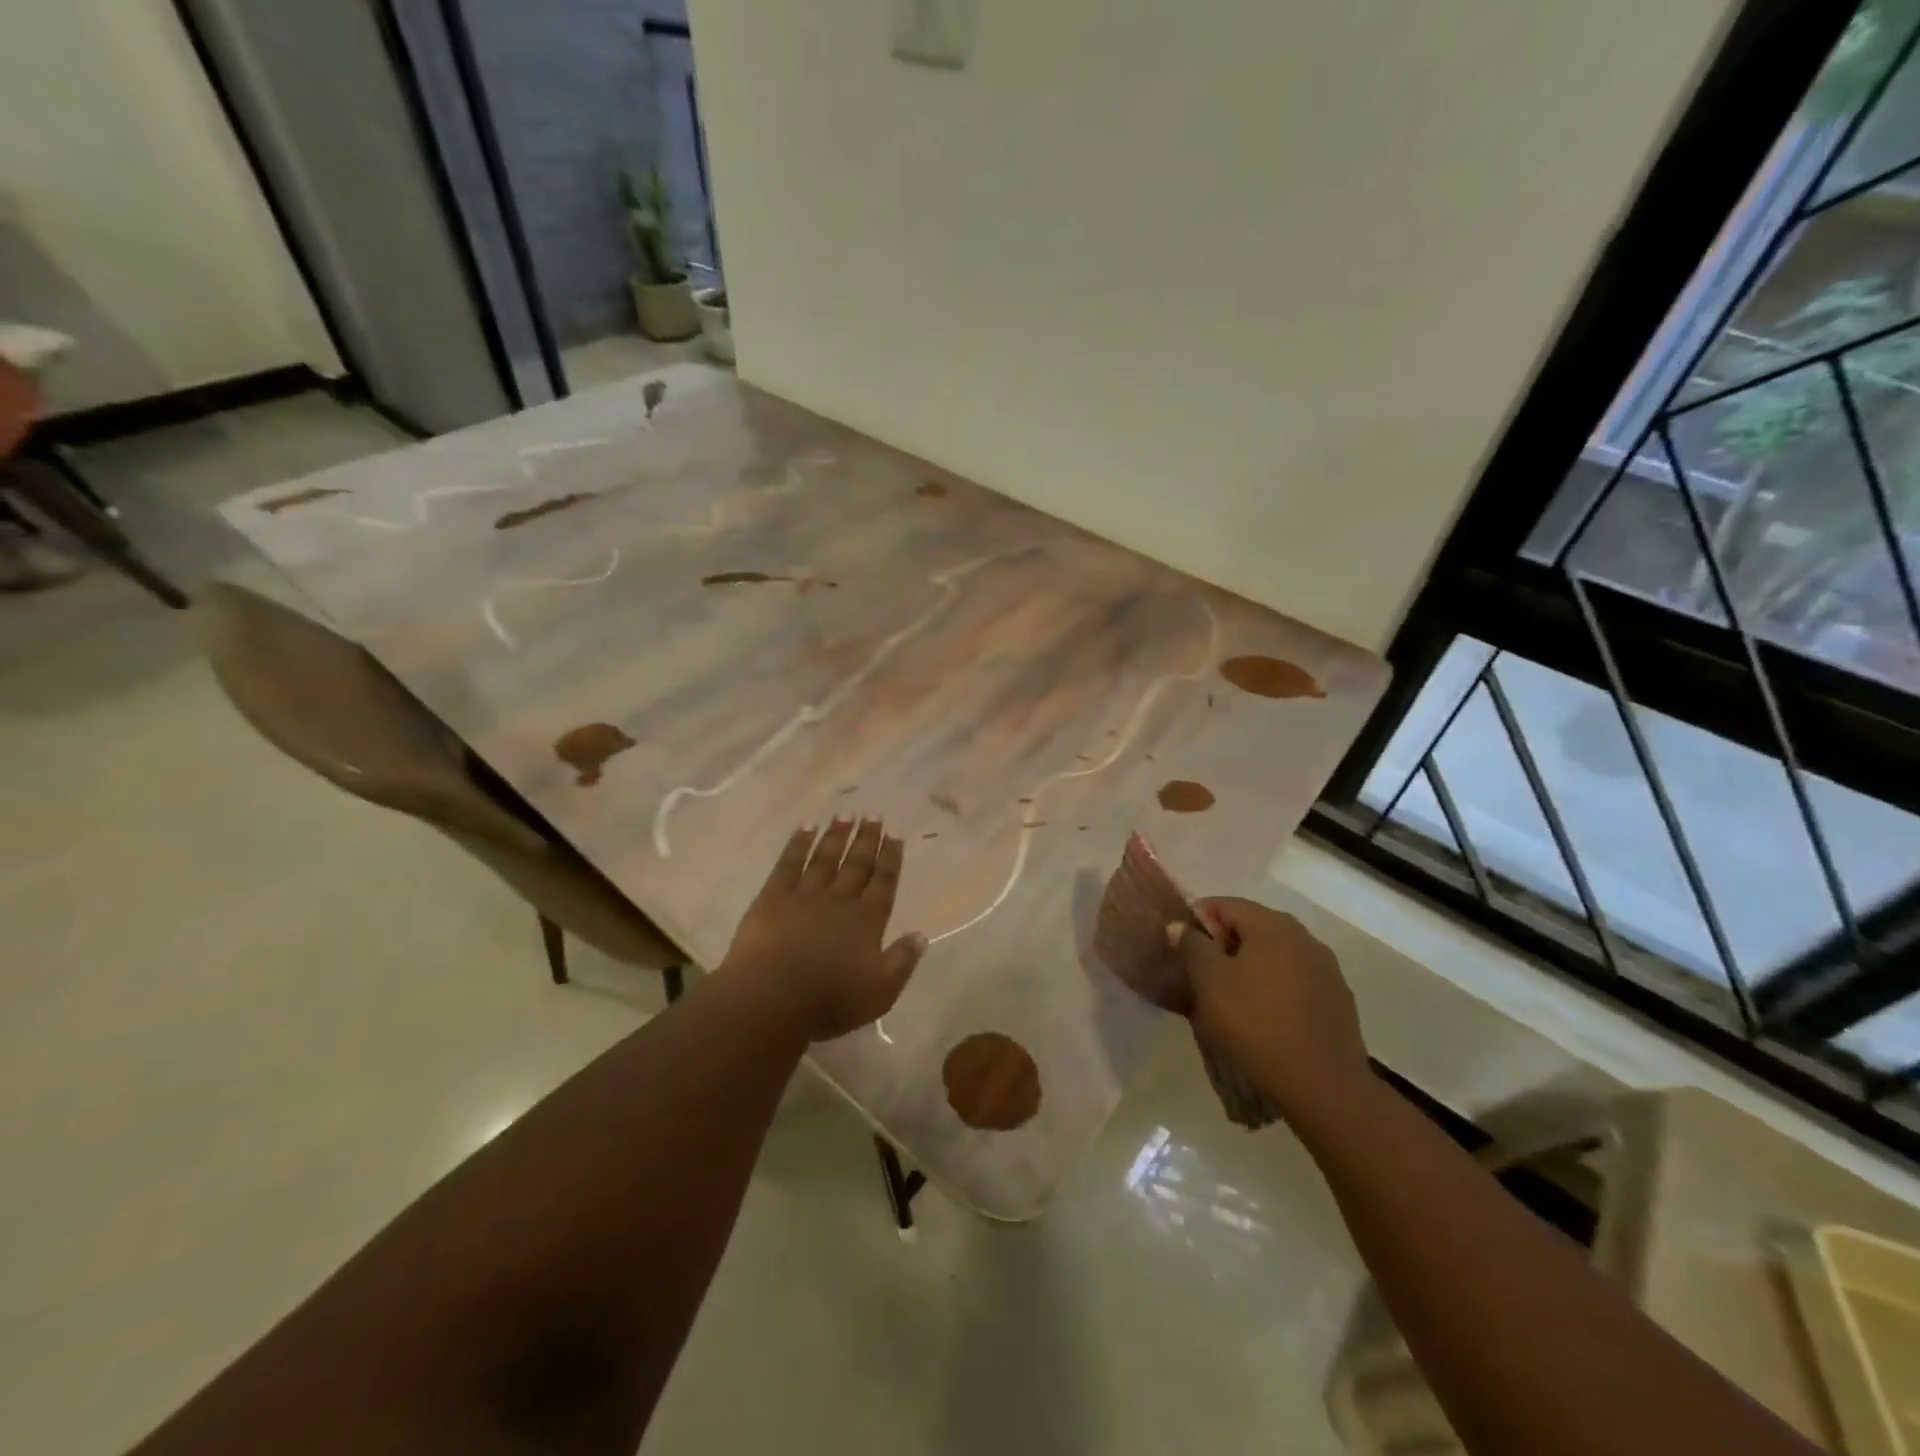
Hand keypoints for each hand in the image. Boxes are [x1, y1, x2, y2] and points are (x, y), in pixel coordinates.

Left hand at [721, 819, 926, 1041]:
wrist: (772, 997)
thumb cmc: (830, 1000)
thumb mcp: (880, 991)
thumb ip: (902, 961)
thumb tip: (921, 935)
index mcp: (867, 920)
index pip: (884, 881)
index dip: (891, 857)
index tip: (896, 833)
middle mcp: (840, 899)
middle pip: (857, 863)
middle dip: (867, 839)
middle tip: (873, 814)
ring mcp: (806, 895)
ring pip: (826, 858)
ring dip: (836, 835)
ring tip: (845, 814)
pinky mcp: (774, 897)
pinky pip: (789, 863)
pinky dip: (798, 843)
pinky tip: (806, 827)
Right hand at [1170, 897, 1370, 1119]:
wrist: (1323, 1086)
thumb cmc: (1256, 1023)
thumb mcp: (1210, 981)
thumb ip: (1192, 946)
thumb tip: (1181, 926)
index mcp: (1273, 925)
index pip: (1225, 904)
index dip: (1198, 920)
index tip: (1182, 950)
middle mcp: (1305, 938)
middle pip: (1253, 927)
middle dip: (1224, 944)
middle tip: (1202, 975)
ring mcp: (1327, 970)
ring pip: (1276, 955)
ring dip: (1250, 967)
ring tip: (1231, 999)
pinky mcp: (1338, 1001)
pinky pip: (1296, 981)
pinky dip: (1274, 988)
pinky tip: (1264, 1017)